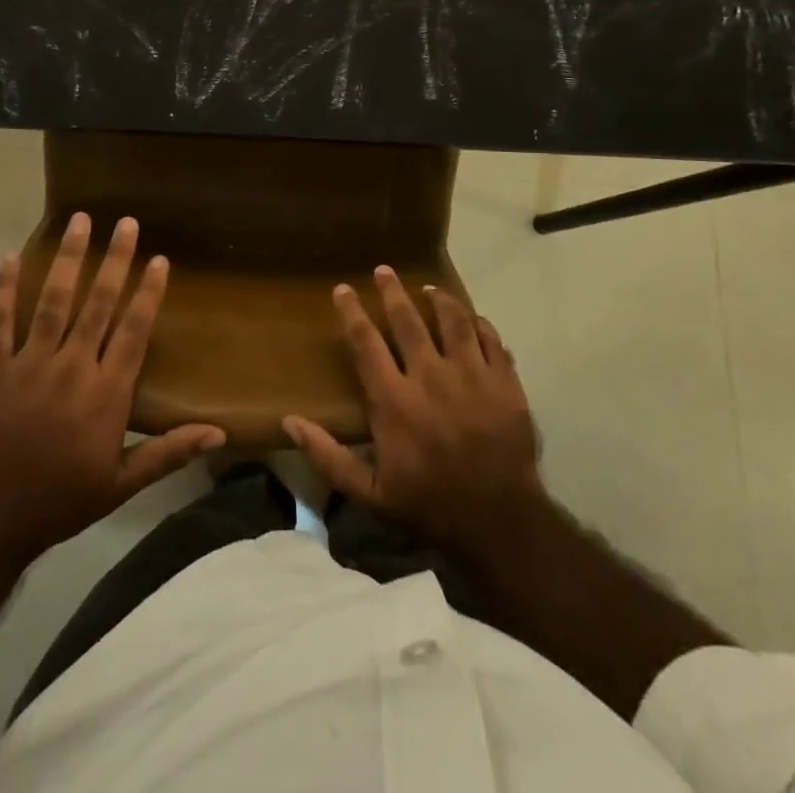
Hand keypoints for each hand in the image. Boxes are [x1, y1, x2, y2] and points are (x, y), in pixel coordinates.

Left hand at [0, 213, 224, 560]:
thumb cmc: (63, 498)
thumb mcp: (123, 483)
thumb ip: (170, 452)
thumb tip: (220, 434)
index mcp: (107, 392)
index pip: (134, 330)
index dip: (148, 292)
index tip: (158, 258)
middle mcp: (73, 367)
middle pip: (98, 303)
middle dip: (115, 260)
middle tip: (125, 222)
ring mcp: (31, 364)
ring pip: (53, 301)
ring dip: (68, 259)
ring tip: (80, 222)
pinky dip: (3, 290)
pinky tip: (10, 257)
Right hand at [283, 266, 547, 561]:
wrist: (500, 524)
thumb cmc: (429, 505)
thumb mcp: (370, 493)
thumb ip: (328, 456)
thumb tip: (288, 422)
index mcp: (394, 400)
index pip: (366, 341)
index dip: (352, 312)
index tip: (343, 289)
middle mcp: (430, 377)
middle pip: (408, 320)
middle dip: (392, 291)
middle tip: (384, 271)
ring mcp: (472, 376)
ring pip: (453, 320)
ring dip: (438, 299)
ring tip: (428, 289)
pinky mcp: (505, 383)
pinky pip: (491, 339)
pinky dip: (478, 323)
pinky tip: (471, 319)